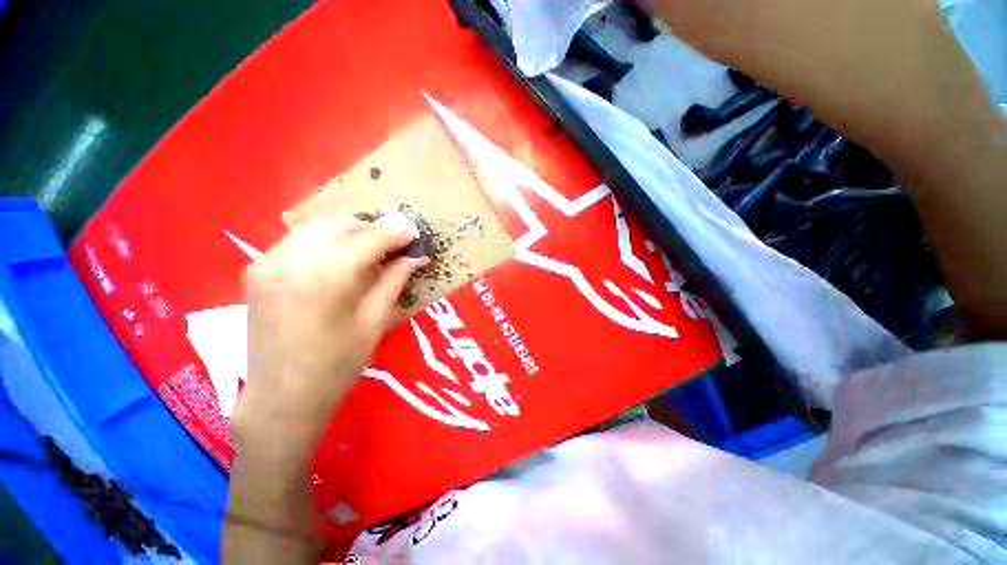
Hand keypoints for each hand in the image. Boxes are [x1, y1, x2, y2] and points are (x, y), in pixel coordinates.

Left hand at [233, 217, 425, 453]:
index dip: (396, 234)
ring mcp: (269, 261)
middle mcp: (293, 259)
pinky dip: (324, 240)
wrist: (282, 397)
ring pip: (317, 226)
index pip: (369, 238)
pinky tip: (337, 259)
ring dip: (348, 231)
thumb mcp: (375, 321)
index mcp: (327, 276)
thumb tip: (416, 257)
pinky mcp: (258, 269)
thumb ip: (394, 281)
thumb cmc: (338, 364)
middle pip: (341, 224)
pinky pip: (297, 240)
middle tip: (393, 245)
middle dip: (372, 229)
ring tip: (368, 249)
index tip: (413, 234)